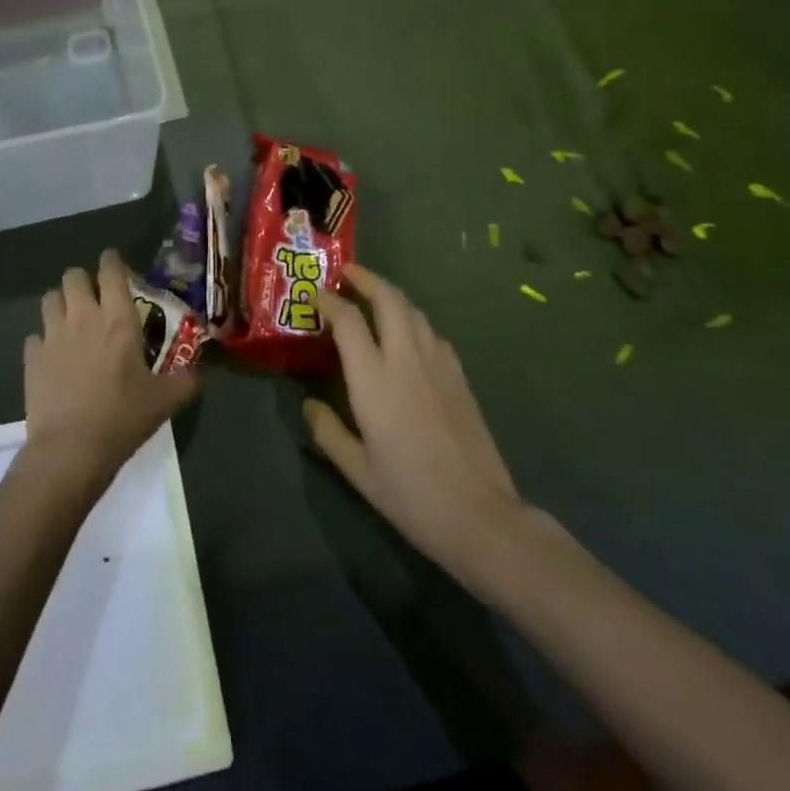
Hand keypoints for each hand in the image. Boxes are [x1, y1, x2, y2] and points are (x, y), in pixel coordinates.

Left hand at [24, 251, 196, 493]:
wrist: (71, 449)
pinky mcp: (31, 357)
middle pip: (73, 276)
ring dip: (60, 303)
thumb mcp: (164, 401)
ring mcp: (53, 335)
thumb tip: (195, 373)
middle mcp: (83, 317)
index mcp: (118, 320)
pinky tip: (52, 357)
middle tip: (93, 297)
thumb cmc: (122, 418)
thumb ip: (184, 381)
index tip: (113, 262)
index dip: (112, 261)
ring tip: (69, 320)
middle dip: (82, 280)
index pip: (112, 272)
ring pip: (49, 298)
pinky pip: (34, 336)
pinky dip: (43, 341)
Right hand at [304, 263, 535, 594]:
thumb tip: (309, 406)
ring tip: (373, 298)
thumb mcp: (357, 470)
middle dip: (366, 279)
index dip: (328, 300)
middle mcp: (406, 359)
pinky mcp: (460, 377)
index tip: (315, 295)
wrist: (480, 516)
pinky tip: (408, 338)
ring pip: (414, 311)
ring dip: (390, 296)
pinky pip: (432, 333)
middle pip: (388, 298)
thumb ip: (328, 432)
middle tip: (347, 274)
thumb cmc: (411, 494)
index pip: (347, 319)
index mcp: (374, 379)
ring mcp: (438, 364)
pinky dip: (413, 322)